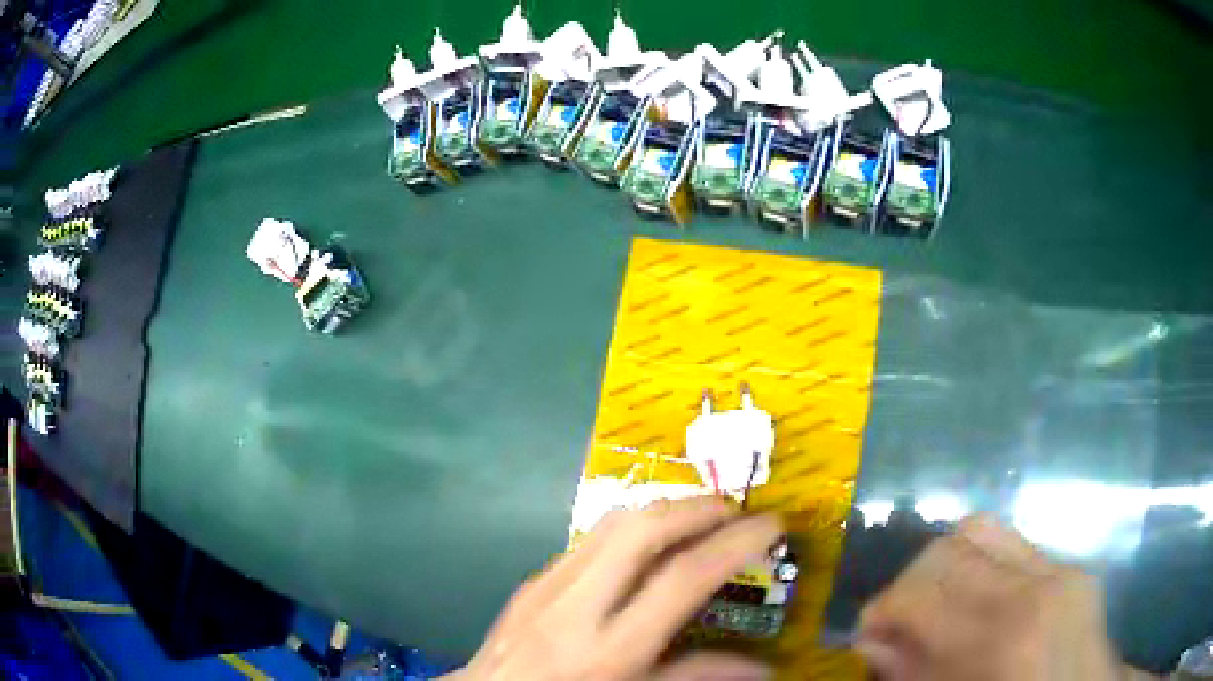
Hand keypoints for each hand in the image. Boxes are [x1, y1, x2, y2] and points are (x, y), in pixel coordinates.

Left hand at [445, 496, 781, 680]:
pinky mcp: (531, 581)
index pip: (683, 578)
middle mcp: (576, 606)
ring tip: (699, 518)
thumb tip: (760, 667)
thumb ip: (695, 677)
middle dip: (697, 507)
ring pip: (610, 523)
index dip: (734, 544)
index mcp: (609, 649)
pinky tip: (646, 546)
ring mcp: (547, 586)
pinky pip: (588, 539)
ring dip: (664, 509)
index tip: (771, 524)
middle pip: (641, 529)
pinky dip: (629, 529)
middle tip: (735, 511)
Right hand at [855, 514, 1122, 680]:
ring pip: (985, 530)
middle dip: (912, 581)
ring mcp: (1064, 570)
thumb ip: (913, 674)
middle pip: (952, 545)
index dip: (884, 607)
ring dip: (949, 564)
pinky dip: (985, 568)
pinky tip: (983, 605)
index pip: (923, 589)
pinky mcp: (1076, 568)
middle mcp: (1038, 587)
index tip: (870, 631)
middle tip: (902, 619)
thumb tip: (871, 641)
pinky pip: (1017, 547)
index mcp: (1004, 639)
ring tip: (940, 603)